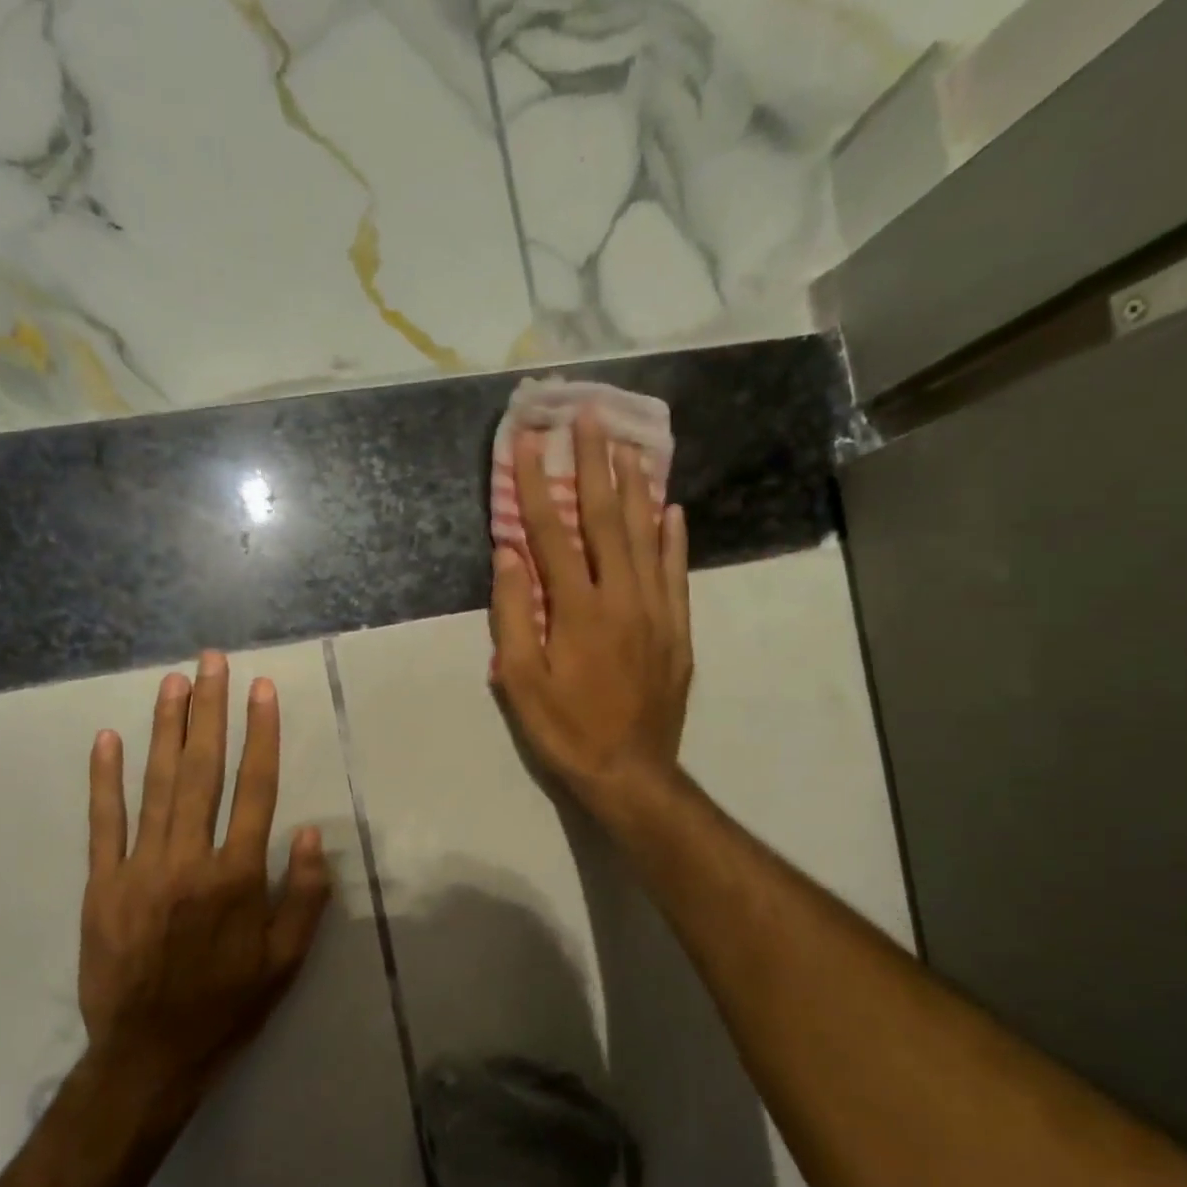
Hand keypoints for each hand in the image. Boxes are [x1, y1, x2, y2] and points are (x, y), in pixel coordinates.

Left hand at [77, 653, 332, 1092]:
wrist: (148, 1056)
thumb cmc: (228, 1005)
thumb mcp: (286, 960)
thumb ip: (303, 894)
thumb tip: (307, 830)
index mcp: (236, 876)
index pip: (254, 789)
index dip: (261, 735)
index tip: (262, 690)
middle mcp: (189, 860)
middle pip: (202, 771)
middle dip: (209, 711)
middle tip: (212, 662)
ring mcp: (139, 869)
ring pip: (155, 785)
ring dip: (166, 729)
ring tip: (174, 682)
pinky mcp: (101, 885)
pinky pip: (103, 823)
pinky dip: (105, 779)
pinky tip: (108, 739)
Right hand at [490, 409, 692, 820]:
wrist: (631, 772)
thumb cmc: (565, 730)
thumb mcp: (519, 681)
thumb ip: (513, 614)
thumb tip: (508, 554)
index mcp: (577, 609)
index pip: (552, 532)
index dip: (538, 483)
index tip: (532, 440)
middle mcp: (621, 597)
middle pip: (608, 517)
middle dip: (596, 463)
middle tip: (592, 414)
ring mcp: (656, 610)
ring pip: (647, 535)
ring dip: (636, 486)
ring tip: (630, 445)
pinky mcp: (678, 628)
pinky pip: (676, 571)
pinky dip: (673, 537)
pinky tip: (671, 509)